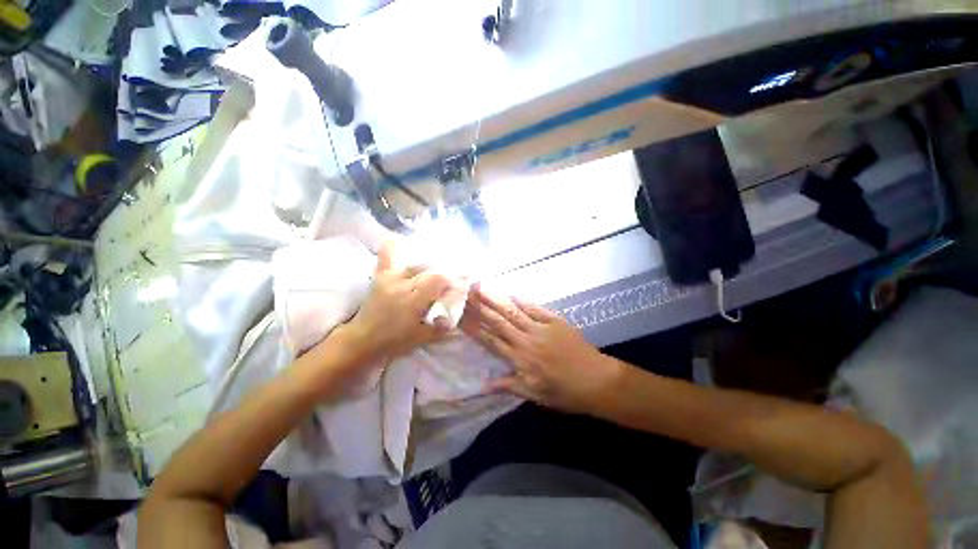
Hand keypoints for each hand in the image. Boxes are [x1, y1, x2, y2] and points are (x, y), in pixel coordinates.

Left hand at [342, 241, 451, 361]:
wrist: (362, 339)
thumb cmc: (393, 341)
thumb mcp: (421, 338)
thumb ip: (441, 328)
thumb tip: (458, 319)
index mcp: (412, 301)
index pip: (438, 280)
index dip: (454, 279)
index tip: (464, 281)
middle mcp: (402, 285)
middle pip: (430, 271)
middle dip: (446, 273)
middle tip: (455, 276)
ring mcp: (390, 278)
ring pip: (415, 264)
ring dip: (430, 265)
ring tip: (440, 267)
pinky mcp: (381, 276)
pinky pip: (387, 255)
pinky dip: (395, 246)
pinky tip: (404, 241)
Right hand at [460, 287, 621, 413]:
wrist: (596, 380)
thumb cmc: (564, 392)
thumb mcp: (534, 395)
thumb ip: (509, 386)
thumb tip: (483, 385)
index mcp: (520, 360)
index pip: (490, 341)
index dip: (474, 329)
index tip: (459, 317)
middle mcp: (526, 341)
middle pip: (498, 322)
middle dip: (480, 307)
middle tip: (465, 293)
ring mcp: (541, 328)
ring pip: (513, 312)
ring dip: (496, 299)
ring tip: (481, 287)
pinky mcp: (555, 321)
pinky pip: (535, 308)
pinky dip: (521, 300)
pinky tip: (510, 293)